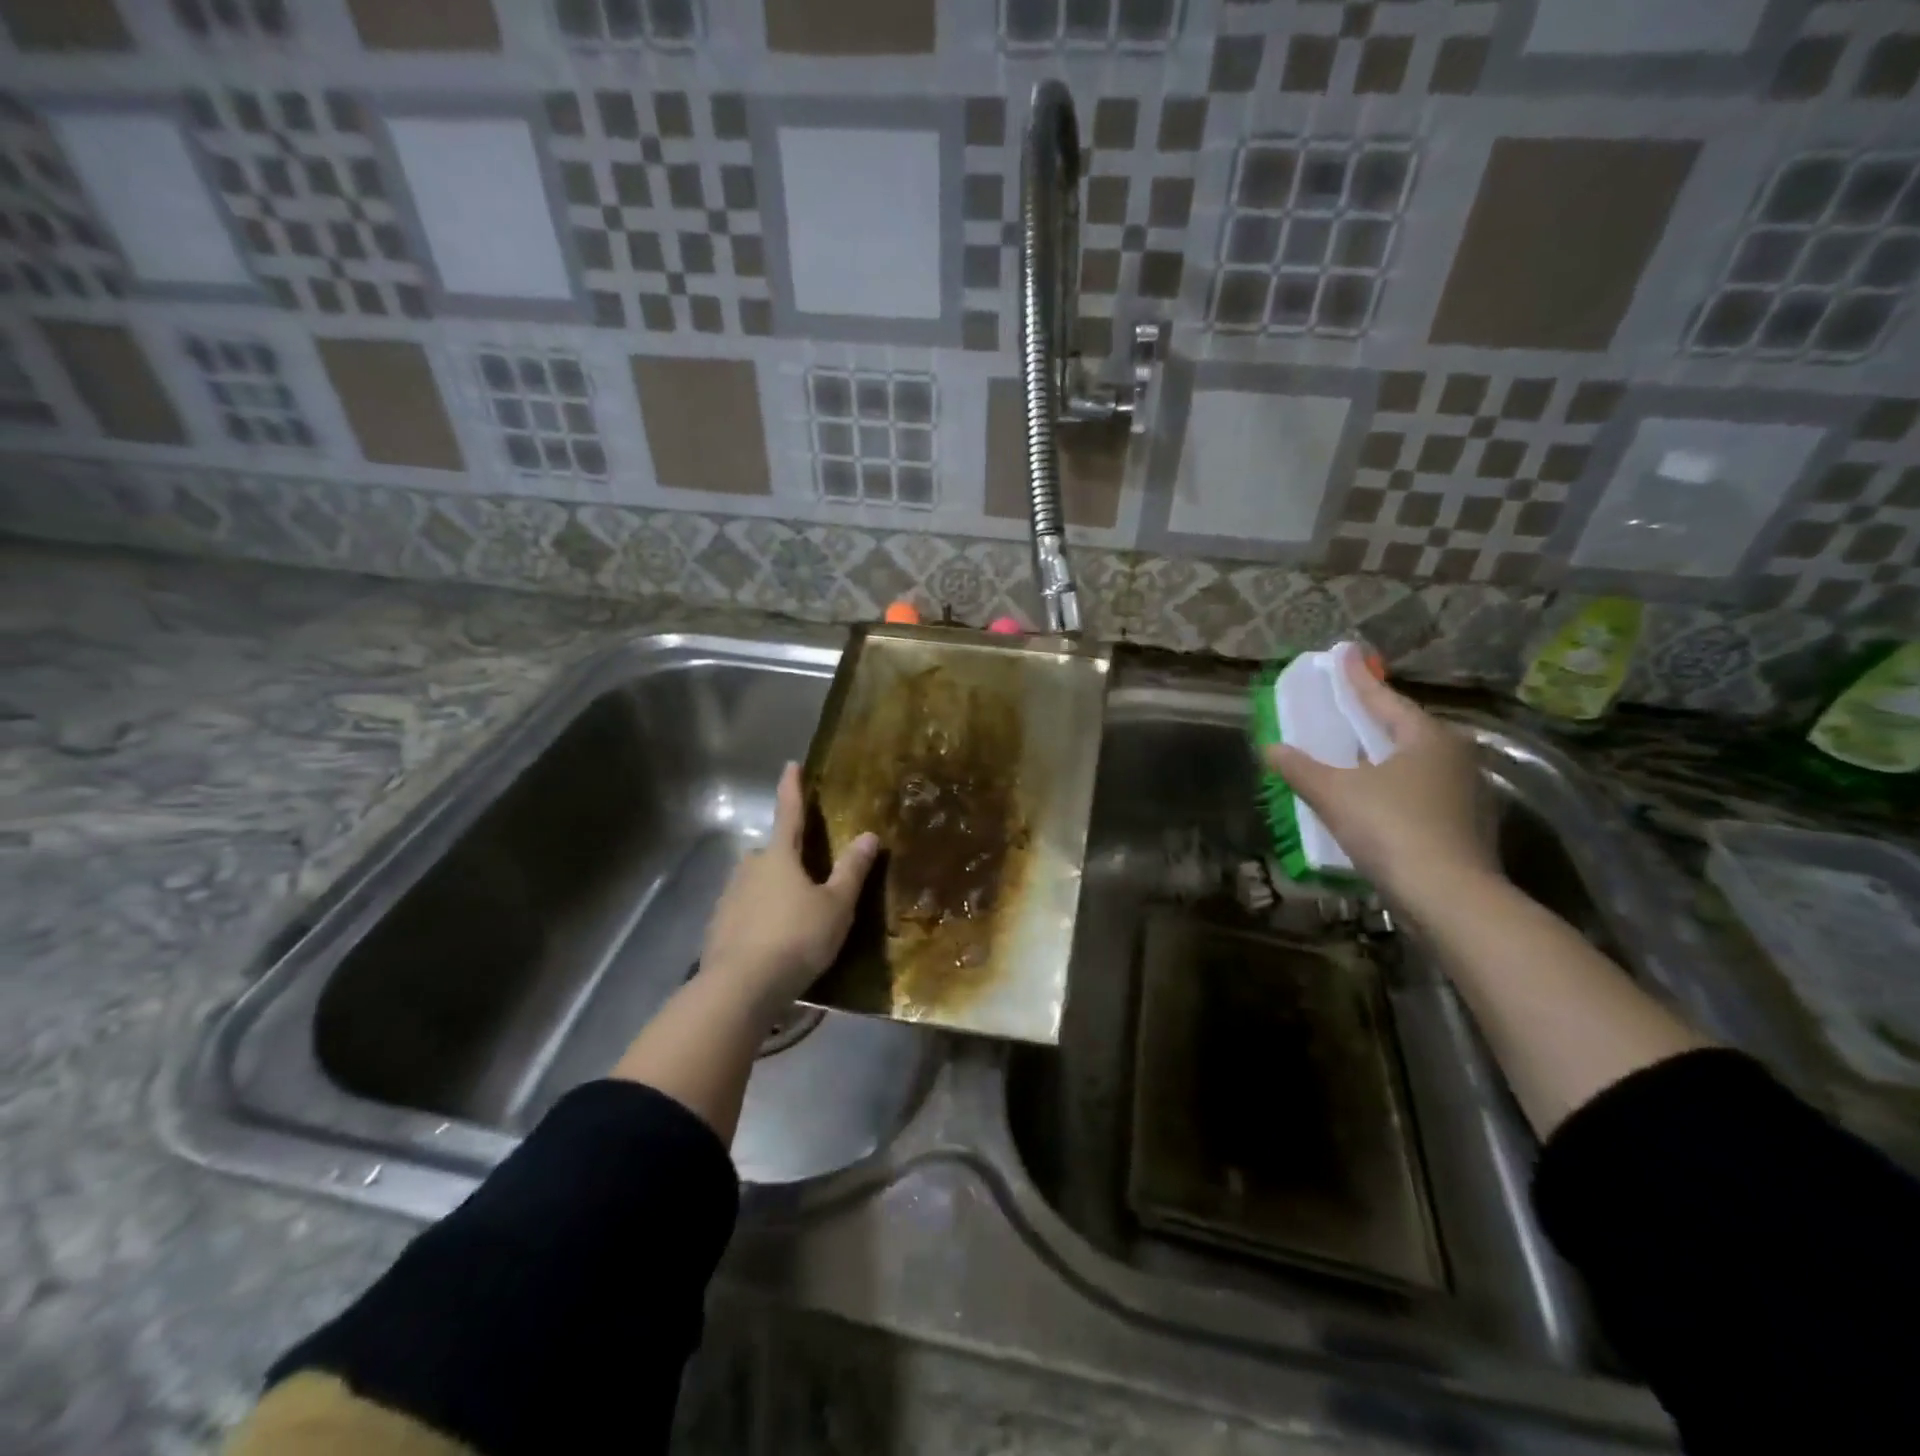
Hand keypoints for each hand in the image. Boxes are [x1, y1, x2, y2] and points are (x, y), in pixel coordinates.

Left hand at [700, 763, 878, 1012]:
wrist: (740, 987)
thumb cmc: (796, 938)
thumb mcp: (836, 906)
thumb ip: (852, 871)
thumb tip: (869, 835)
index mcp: (779, 856)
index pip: (789, 813)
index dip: (792, 789)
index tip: (791, 765)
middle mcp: (749, 868)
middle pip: (771, 854)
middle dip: (787, 860)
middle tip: (809, 879)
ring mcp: (729, 898)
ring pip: (756, 884)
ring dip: (772, 892)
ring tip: (793, 919)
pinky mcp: (718, 927)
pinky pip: (744, 912)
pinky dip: (758, 919)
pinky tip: (771, 942)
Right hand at [1264, 653, 1498, 907]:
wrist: (1449, 897)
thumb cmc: (1391, 828)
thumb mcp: (1334, 794)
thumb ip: (1300, 768)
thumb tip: (1271, 748)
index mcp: (1427, 737)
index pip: (1383, 699)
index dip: (1357, 679)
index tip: (1344, 654)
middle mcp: (1455, 757)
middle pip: (1405, 728)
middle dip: (1374, 717)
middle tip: (1348, 705)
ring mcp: (1467, 793)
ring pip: (1416, 762)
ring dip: (1385, 755)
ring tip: (1357, 752)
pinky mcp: (1466, 827)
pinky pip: (1422, 792)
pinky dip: (1396, 787)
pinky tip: (1376, 798)